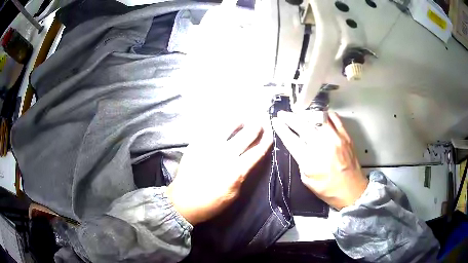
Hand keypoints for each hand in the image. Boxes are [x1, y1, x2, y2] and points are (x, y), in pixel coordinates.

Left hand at [167, 119, 272, 224]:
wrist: (183, 201)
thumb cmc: (211, 202)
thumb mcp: (234, 194)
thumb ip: (243, 174)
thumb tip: (249, 160)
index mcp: (236, 170)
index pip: (257, 150)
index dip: (266, 139)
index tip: (271, 132)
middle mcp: (224, 154)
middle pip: (246, 134)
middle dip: (257, 125)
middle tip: (261, 120)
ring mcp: (209, 146)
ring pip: (228, 125)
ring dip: (239, 120)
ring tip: (244, 117)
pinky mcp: (196, 143)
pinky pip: (211, 128)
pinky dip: (222, 123)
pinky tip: (225, 121)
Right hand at [272, 111, 367, 209]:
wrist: (352, 190)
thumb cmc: (328, 189)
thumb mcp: (307, 180)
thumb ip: (301, 161)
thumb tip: (298, 145)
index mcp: (310, 161)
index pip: (291, 139)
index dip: (281, 128)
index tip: (275, 121)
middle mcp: (322, 146)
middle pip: (302, 125)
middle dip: (289, 117)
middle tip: (283, 114)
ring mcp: (335, 138)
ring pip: (317, 117)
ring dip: (305, 114)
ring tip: (300, 113)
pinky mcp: (345, 136)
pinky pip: (334, 118)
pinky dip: (325, 114)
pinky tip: (320, 116)